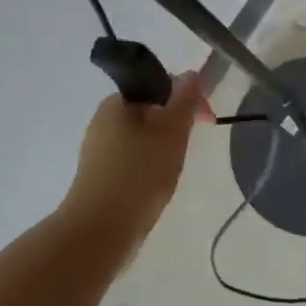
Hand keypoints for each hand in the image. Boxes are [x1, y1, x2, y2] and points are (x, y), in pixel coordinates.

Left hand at [61, 73, 212, 253]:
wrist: (99, 231)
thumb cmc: (139, 174)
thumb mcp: (171, 131)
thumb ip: (184, 101)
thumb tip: (191, 73)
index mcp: (117, 102)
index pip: (160, 86)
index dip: (188, 99)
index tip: (207, 121)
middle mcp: (103, 121)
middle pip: (151, 112)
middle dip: (176, 127)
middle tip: (188, 150)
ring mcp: (98, 151)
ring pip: (142, 139)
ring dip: (163, 149)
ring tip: (172, 172)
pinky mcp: (99, 177)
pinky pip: (132, 162)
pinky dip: (149, 168)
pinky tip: (155, 187)